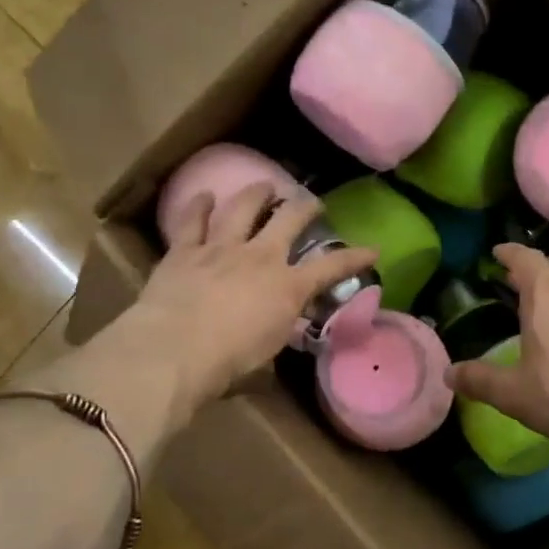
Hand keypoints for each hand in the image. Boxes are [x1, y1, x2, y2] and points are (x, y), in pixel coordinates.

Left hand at [129, 182, 376, 410]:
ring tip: (265, 185)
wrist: (175, 349)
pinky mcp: (184, 250)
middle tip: (312, 203)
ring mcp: (220, 248)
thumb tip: (281, 326)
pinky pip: (193, 220)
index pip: (330, 268)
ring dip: (257, 193)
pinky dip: (199, 205)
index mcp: (286, 287)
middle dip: (305, 208)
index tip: (372, 250)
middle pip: (289, 220)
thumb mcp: (269, 351)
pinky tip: (204, 195)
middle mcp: (259, 257)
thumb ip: (279, 330)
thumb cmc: (228, 363)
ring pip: (243, 208)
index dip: (355, 258)